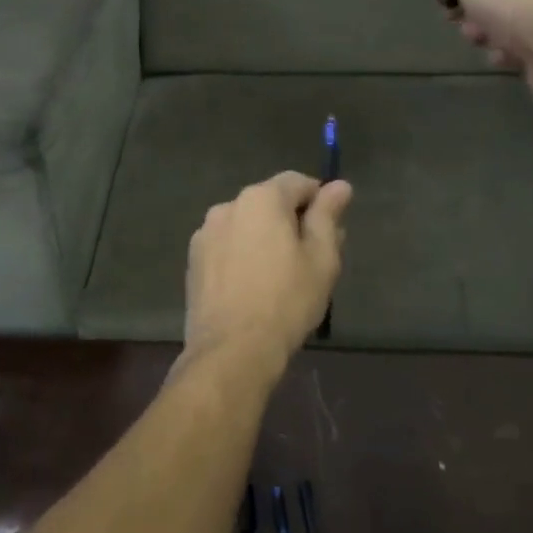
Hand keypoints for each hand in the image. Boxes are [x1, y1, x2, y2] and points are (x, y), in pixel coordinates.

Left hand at [184, 172, 352, 363]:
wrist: (232, 350)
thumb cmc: (286, 301)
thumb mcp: (321, 258)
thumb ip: (327, 216)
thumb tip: (339, 185)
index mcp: (261, 199)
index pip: (297, 182)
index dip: (319, 200)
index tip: (331, 229)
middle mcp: (228, 206)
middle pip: (269, 203)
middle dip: (292, 221)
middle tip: (312, 258)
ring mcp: (205, 234)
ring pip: (246, 226)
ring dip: (265, 239)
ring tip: (282, 276)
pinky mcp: (193, 261)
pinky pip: (227, 247)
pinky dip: (243, 256)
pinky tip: (254, 287)